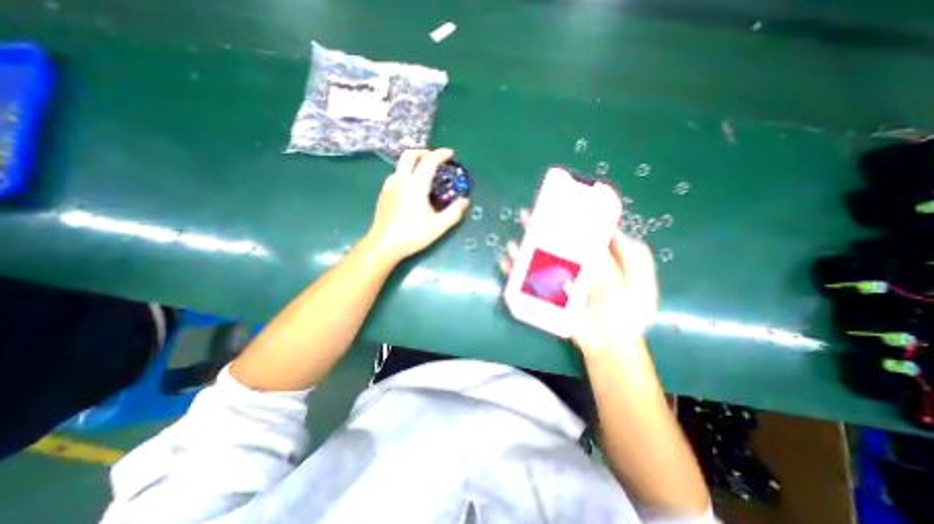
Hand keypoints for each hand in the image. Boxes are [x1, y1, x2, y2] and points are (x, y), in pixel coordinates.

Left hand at [364, 147, 466, 261]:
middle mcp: (400, 180)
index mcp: (415, 185)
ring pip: (401, 164)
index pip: (429, 161)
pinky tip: (413, 189)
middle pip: (410, 155)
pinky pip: (396, 175)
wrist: (383, 244)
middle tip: (435, 159)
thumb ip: (454, 212)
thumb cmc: (412, 235)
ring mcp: (389, 186)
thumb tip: (465, 201)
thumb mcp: (438, 226)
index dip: (441, 154)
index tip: (451, 154)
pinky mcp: (383, 193)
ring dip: (414, 163)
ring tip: (425, 175)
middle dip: (424, 152)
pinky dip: (407, 173)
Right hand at [500, 208, 658, 356]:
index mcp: (593, 260)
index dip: (566, 219)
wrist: (610, 343)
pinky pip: (526, 281)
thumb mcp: (641, 282)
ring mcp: (557, 280)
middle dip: (537, 229)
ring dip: (522, 249)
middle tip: (526, 216)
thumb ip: (633, 257)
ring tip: (513, 241)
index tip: (555, 205)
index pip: (576, 234)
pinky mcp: (546, 295)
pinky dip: (513, 272)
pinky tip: (505, 263)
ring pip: (536, 260)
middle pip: (551, 243)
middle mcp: (571, 266)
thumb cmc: (628, 313)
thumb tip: (615, 230)